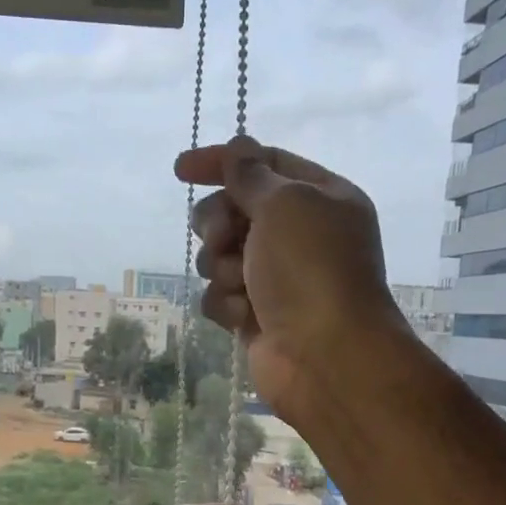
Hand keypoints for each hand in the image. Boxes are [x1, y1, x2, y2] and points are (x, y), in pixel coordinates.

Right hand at [175, 135, 408, 425]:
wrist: (324, 356)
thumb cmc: (311, 269)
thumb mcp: (285, 204)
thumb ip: (251, 174)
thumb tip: (238, 148)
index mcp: (320, 198)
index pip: (264, 164)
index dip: (222, 162)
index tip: (181, 170)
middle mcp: (299, 235)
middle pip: (234, 210)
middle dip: (218, 223)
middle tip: (224, 238)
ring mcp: (276, 277)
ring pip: (220, 255)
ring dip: (222, 266)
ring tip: (242, 284)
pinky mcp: (256, 315)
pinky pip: (220, 295)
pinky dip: (227, 303)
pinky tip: (245, 317)